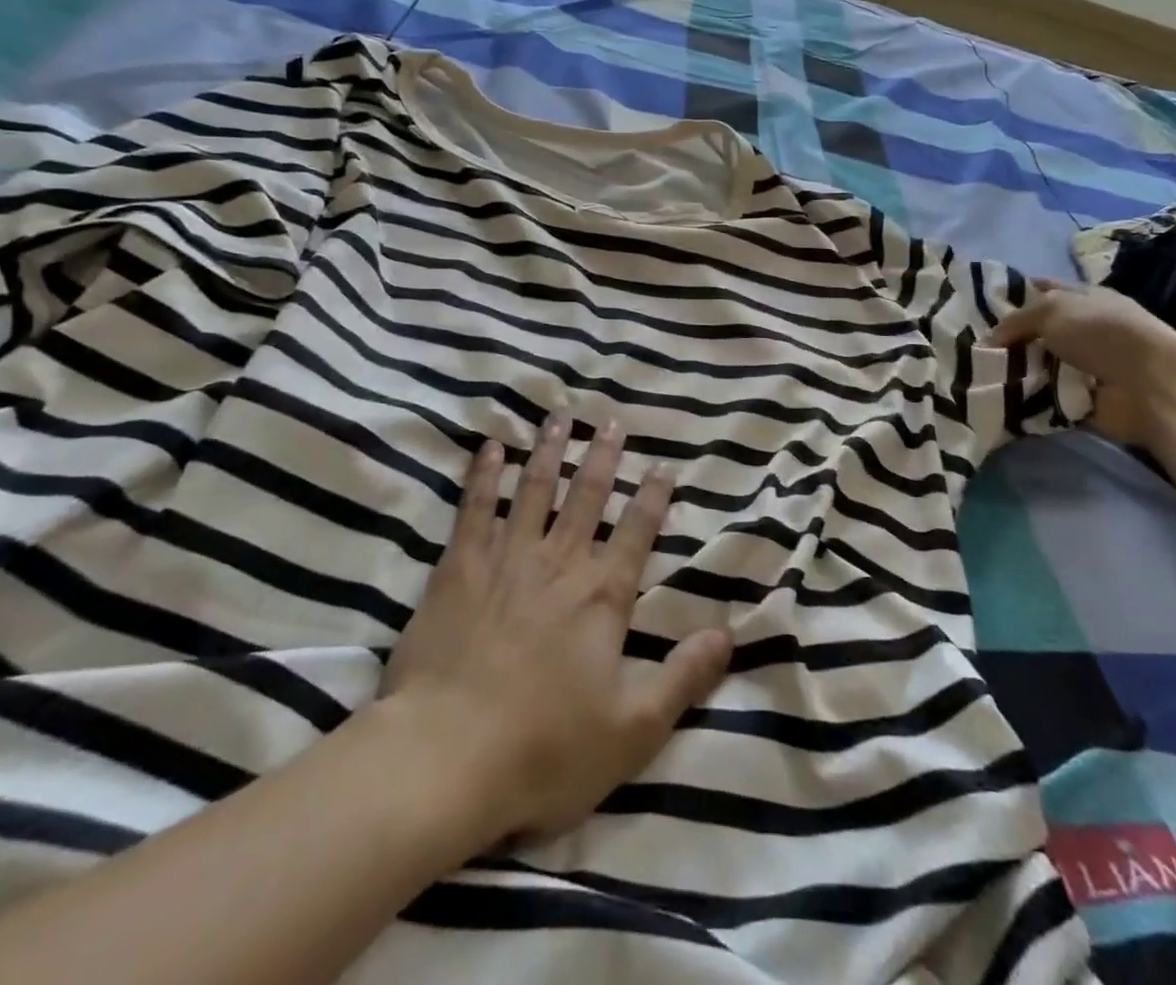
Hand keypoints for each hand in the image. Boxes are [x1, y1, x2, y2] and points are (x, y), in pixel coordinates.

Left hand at [380, 411, 732, 846]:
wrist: (446, 758)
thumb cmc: (545, 750)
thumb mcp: (633, 730)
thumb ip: (683, 677)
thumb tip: (729, 633)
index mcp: (602, 597)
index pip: (637, 533)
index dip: (653, 498)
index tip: (662, 465)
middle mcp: (560, 563)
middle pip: (587, 497)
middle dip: (603, 457)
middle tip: (612, 422)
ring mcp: (507, 559)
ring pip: (535, 489)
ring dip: (550, 451)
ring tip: (561, 417)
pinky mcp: (459, 568)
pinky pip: (475, 508)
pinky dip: (485, 475)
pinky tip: (491, 447)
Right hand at [988, 278, 1175, 446]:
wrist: (1148, 385)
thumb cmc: (1101, 333)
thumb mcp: (1050, 310)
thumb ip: (1015, 320)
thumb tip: (990, 339)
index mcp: (1084, 299)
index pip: (1044, 290)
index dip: (1016, 295)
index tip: (982, 307)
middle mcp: (1085, 330)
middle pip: (1038, 332)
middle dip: (1009, 340)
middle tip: (974, 346)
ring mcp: (1085, 366)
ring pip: (1038, 366)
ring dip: (1016, 372)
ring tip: (981, 375)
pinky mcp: (1082, 399)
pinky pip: (1045, 398)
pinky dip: (1027, 400)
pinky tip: (1001, 399)